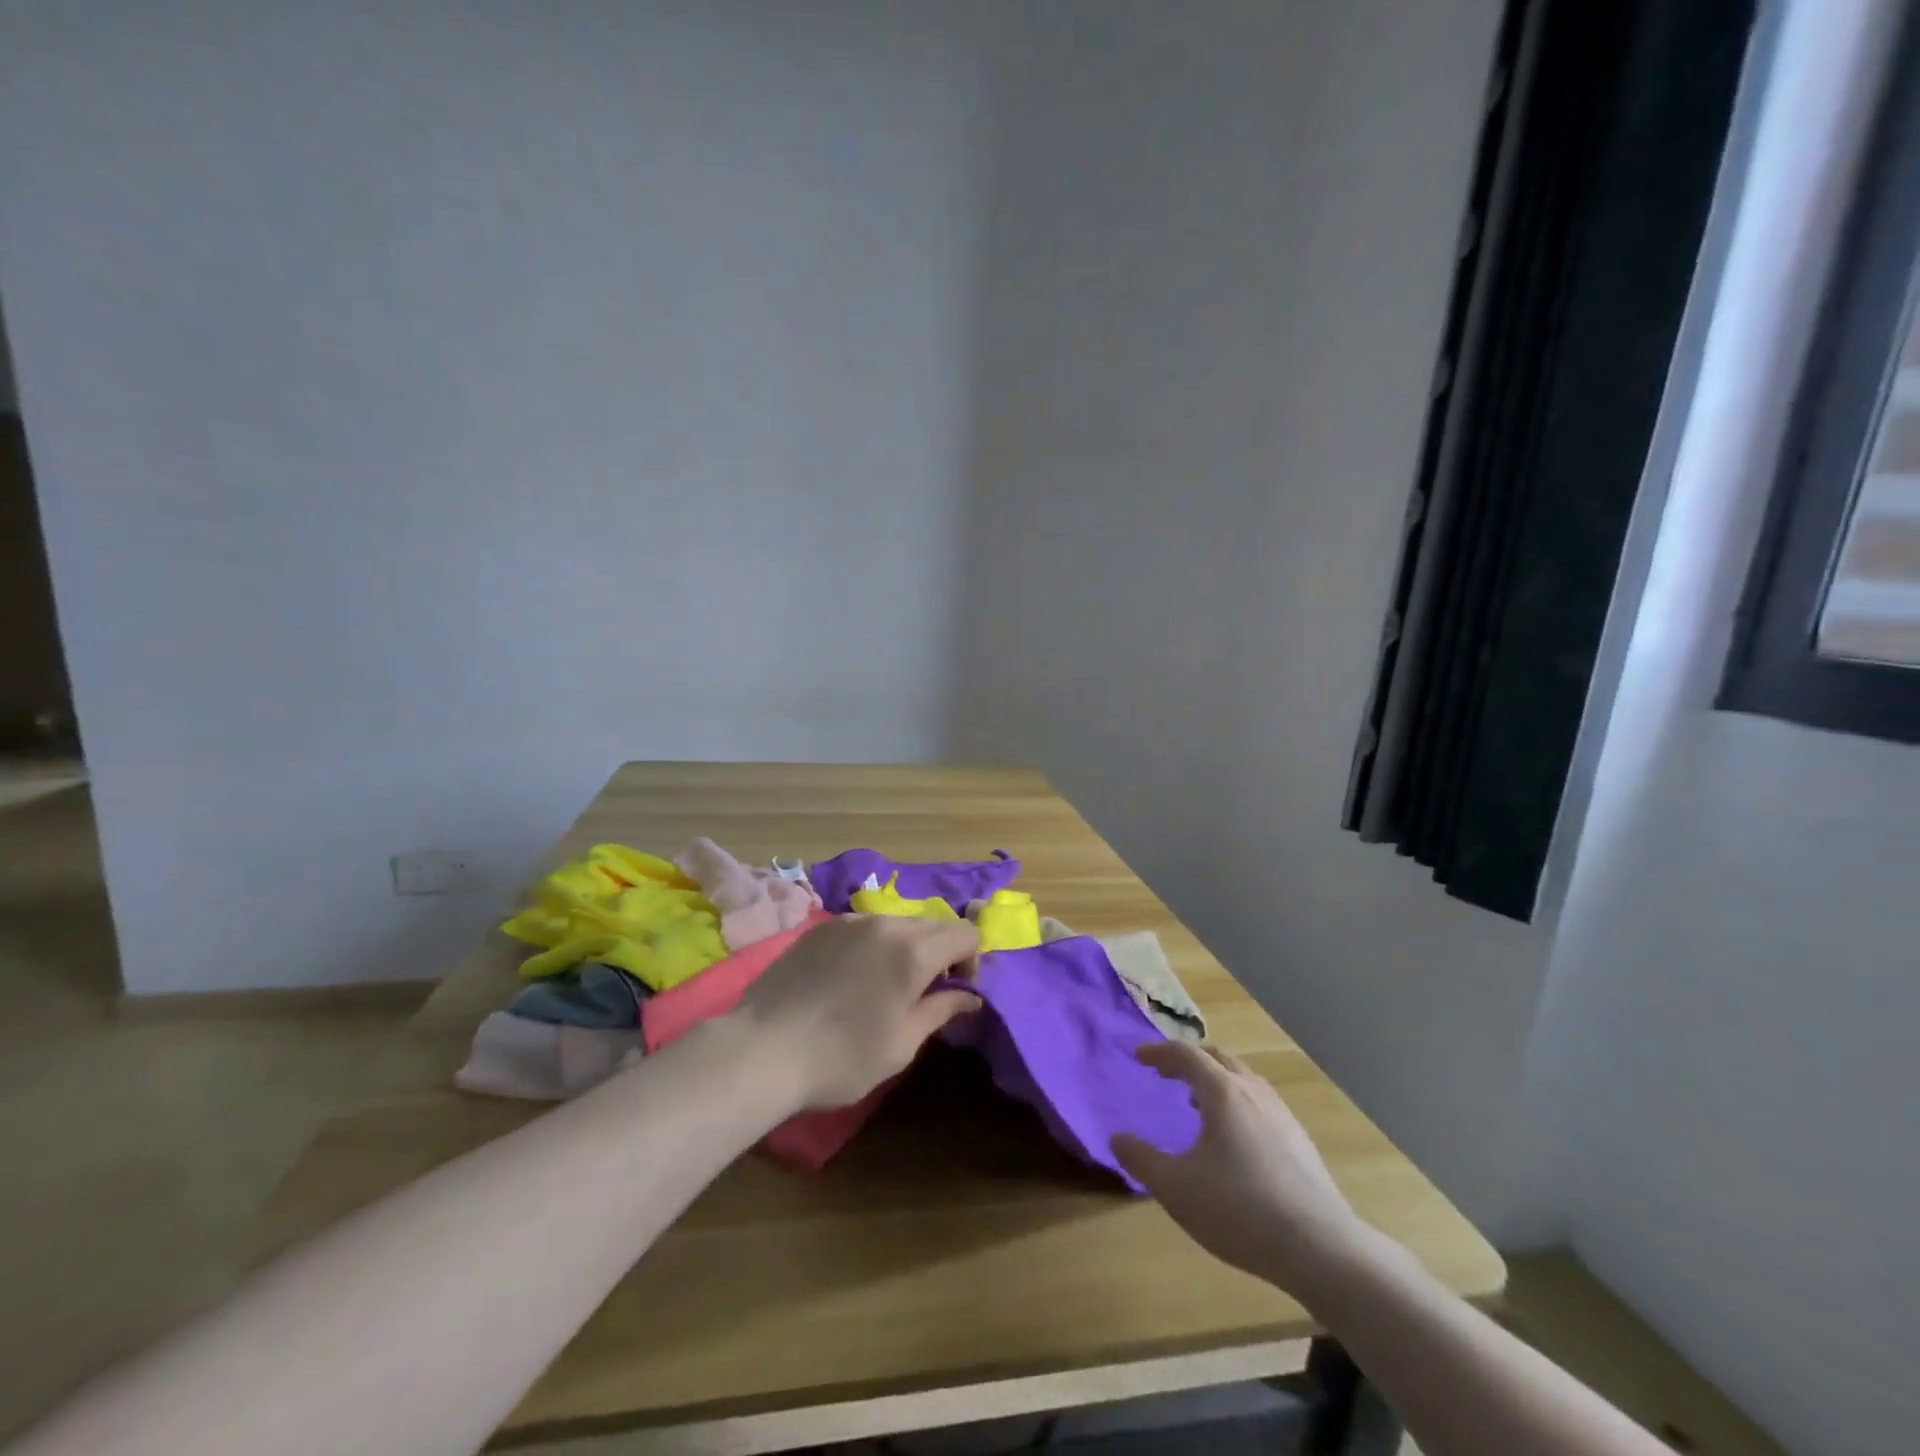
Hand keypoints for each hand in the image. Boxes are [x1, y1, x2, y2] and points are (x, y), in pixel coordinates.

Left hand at [733, 915, 980, 1112]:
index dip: (971, 960)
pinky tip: (852, 978)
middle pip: (932, 925)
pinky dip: (874, 945)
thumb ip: (940, 1010)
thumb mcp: (902, 1044)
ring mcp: (848, 921)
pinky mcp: (820, 928)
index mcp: (912, 950)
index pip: (965, 933)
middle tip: (925, 992)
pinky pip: (863, 927)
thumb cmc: (842, 1056)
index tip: (956, 991)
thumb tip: (970, 997)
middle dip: (941, 952)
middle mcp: (884, 923)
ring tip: (886, 986)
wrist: (762, 1049)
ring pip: (896, 923)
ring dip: (906, 947)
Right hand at [1112, 1042, 1367, 1295]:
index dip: (1160, 1052)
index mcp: (1222, 1092)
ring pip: (1244, 1081)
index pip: (1186, 1055)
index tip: (1139, 1057)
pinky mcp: (1301, 1142)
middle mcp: (1253, 1093)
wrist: (1321, 1249)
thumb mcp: (1176, 1188)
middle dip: (1189, 1062)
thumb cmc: (1240, 1210)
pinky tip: (1235, 1141)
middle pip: (1219, 1059)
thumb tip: (1117, 1138)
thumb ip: (1141, 1160)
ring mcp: (1282, 1115)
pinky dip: (1238, 1104)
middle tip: (1168, 1076)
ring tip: (1198, 1106)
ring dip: (1216, 1082)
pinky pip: (1261, 1104)